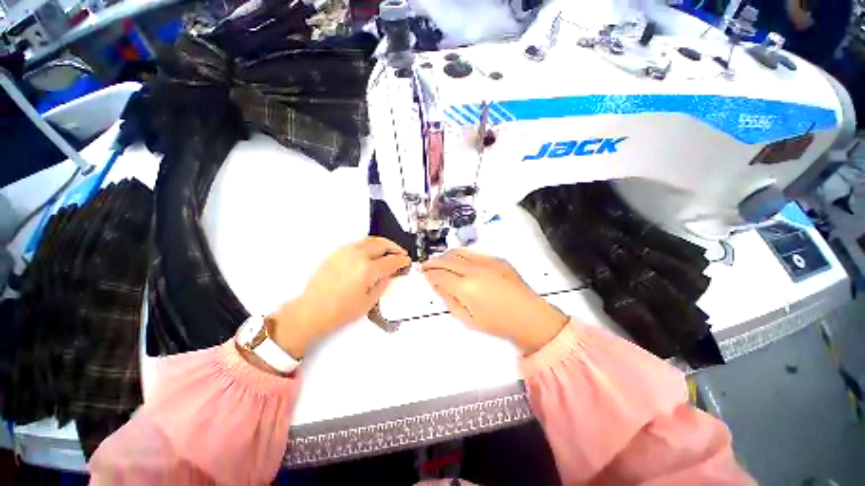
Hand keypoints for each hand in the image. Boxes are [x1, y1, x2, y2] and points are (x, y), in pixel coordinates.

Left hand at [270, 237, 410, 357]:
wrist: (312, 310)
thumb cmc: (340, 311)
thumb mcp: (369, 301)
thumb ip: (383, 284)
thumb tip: (391, 274)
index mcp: (367, 269)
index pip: (391, 260)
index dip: (402, 261)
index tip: (406, 262)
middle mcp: (357, 256)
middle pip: (382, 244)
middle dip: (395, 248)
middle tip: (401, 254)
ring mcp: (345, 251)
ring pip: (370, 240)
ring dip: (383, 243)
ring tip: (389, 250)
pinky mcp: (336, 252)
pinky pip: (358, 242)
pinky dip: (369, 244)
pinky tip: (371, 252)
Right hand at [422, 249, 568, 354]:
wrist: (529, 316)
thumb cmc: (497, 323)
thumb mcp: (467, 319)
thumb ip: (449, 300)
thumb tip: (437, 285)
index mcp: (465, 287)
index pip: (439, 275)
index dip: (429, 274)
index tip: (423, 274)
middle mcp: (474, 269)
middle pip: (447, 260)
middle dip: (433, 262)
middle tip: (426, 265)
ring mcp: (486, 261)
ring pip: (459, 252)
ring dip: (445, 255)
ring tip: (439, 261)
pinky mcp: (496, 259)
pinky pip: (473, 253)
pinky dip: (461, 255)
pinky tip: (458, 260)